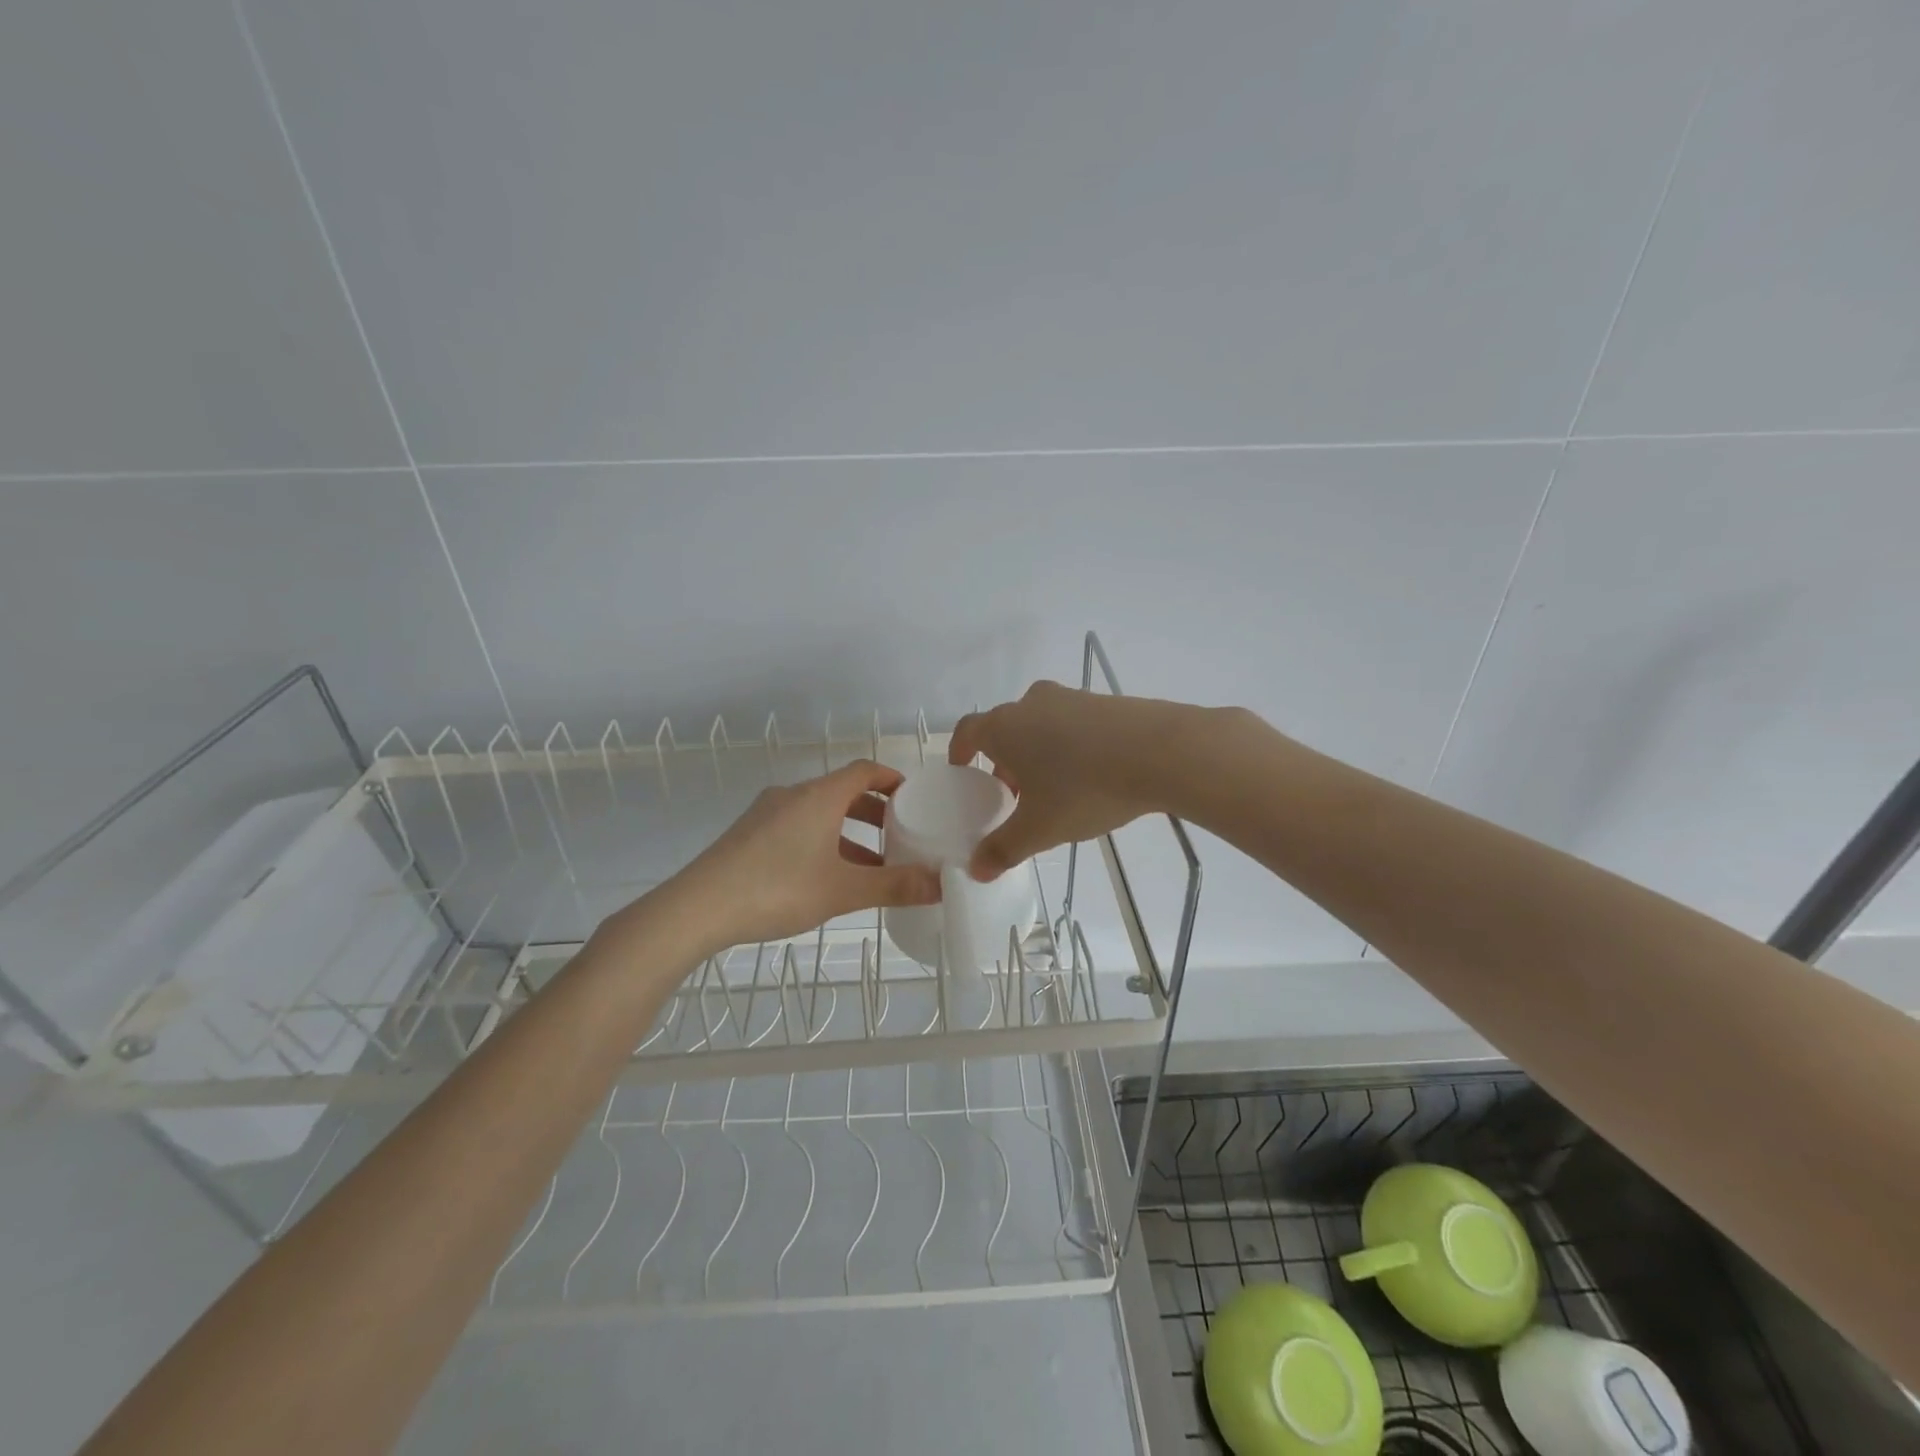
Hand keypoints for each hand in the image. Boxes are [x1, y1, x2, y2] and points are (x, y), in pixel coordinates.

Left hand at [652, 760, 939, 954]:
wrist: (697, 908)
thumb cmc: (778, 889)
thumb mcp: (842, 890)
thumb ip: (894, 886)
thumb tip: (940, 884)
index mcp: (819, 796)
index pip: (864, 770)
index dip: (893, 780)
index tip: (915, 798)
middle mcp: (793, 795)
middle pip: (843, 792)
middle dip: (875, 812)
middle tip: (901, 835)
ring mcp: (767, 814)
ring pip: (819, 813)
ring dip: (849, 832)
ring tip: (872, 865)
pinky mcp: (749, 835)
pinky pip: (798, 827)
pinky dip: (823, 842)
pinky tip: (828, 877)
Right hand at [948, 681, 1206, 880]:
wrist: (1161, 752)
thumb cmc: (1084, 788)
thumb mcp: (1040, 828)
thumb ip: (1003, 849)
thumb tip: (976, 870)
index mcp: (1004, 727)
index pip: (968, 731)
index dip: (960, 750)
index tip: (962, 769)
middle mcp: (1031, 704)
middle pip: (1005, 728)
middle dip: (1003, 759)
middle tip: (1011, 792)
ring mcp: (1071, 697)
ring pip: (1040, 724)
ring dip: (1037, 751)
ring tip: (1053, 787)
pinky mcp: (1105, 701)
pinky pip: (1073, 723)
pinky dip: (1069, 744)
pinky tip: (1090, 773)